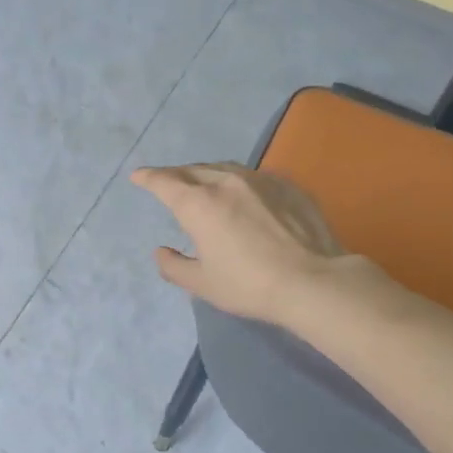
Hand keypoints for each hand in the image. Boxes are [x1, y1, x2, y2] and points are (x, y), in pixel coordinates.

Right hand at [130, 163, 349, 325]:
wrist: (313, 281)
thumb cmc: (249, 285)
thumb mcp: (203, 284)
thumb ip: (174, 267)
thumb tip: (161, 252)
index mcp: (199, 204)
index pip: (165, 182)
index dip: (148, 177)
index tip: (138, 176)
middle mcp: (226, 182)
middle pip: (193, 170)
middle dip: (176, 175)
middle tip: (168, 182)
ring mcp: (259, 180)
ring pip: (224, 168)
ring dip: (206, 173)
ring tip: (203, 183)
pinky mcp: (287, 185)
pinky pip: (253, 176)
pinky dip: (237, 181)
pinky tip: (243, 193)